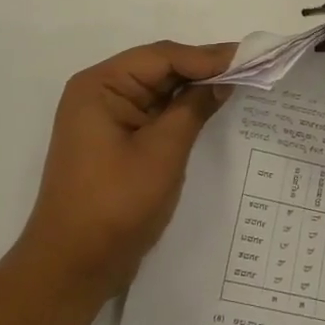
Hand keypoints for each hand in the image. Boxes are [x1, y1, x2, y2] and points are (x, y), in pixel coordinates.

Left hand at [17, 40, 237, 300]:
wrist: (72, 268)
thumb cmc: (115, 206)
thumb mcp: (161, 153)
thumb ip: (193, 109)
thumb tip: (224, 80)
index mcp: (100, 86)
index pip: (162, 56)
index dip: (207, 56)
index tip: (250, 57)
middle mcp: (99, 93)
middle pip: (159, 69)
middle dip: (203, 69)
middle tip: (252, 68)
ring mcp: (106, 119)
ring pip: (159, 91)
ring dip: (195, 89)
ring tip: (241, 84)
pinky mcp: (116, 142)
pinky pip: (154, 114)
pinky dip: (182, 111)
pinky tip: (212, 109)